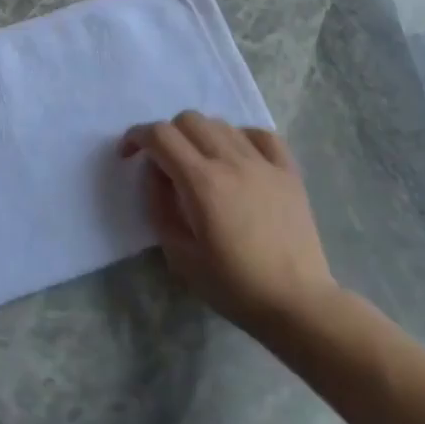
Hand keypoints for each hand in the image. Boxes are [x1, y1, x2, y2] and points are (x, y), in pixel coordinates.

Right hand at [119, 112, 334, 336]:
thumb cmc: (233, 286)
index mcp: (202, 182)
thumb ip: (159, 206)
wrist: (297, 303)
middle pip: (189, 120)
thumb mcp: (179, 255)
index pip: (160, 135)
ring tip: (199, 163)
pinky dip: (240, 137)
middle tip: (162, 163)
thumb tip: (155, 173)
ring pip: (221, 123)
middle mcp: (232, 161)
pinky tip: (237, 158)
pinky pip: (260, 135)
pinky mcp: (289, 172)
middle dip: (166, 135)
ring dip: (200, 135)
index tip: (128, 155)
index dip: (136, 137)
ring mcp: (264, 163)